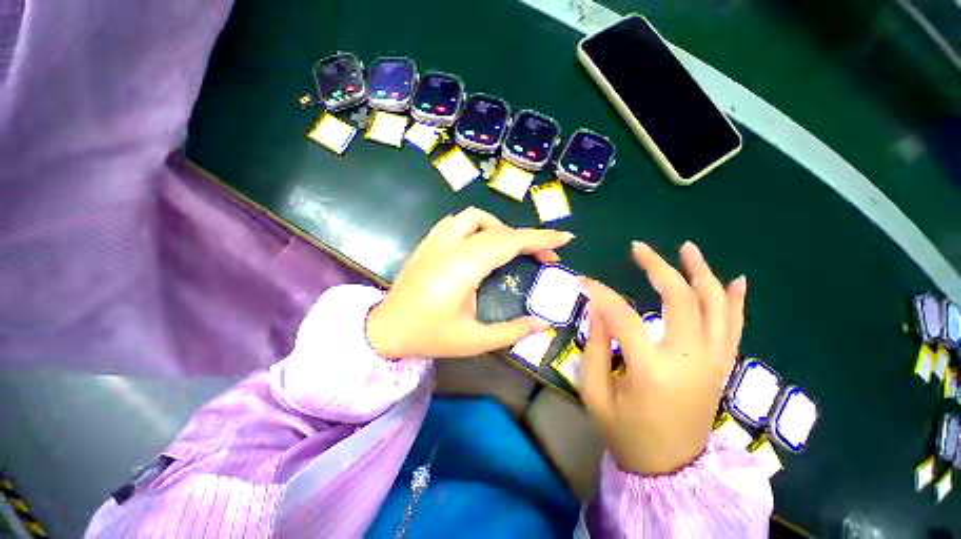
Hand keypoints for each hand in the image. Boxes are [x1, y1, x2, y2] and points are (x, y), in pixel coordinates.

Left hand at [366, 207, 573, 358]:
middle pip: (498, 230)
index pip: (509, 242)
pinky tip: (481, 243)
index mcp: (464, 267)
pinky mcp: (428, 242)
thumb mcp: (475, 340)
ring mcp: (436, 240)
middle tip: (544, 256)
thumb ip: (513, 331)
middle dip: (527, 238)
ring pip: (475, 217)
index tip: (564, 238)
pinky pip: (457, 221)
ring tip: (510, 248)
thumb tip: (543, 323)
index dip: (539, 238)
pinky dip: (478, 226)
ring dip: (500, 228)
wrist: (387, 329)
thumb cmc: (430, 335)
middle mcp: (451, 245)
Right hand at [579, 241, 746, 475]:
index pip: (622, 315)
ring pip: (715, 306)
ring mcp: (714, 362)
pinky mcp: (722, 367)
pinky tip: (733, 279)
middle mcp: (690, 360)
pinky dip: (735, 300)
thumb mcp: (596, 392)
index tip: (582, 281)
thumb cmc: (626, 432)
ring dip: (701, 273)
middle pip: (681, 299)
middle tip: (638, 248)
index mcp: (652, 370)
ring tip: (687, 248)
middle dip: (658, 267)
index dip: (600, 293)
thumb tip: (597, 307)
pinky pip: (735, 326)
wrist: (670, 469)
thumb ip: (596, 346)